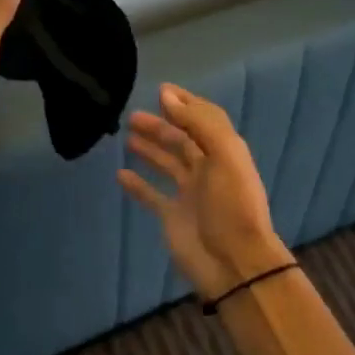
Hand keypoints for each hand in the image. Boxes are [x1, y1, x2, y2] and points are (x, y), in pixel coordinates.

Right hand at [118, 84, 293, 299]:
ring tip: (127, 136)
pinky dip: (137, 184)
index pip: (204, 120)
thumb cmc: (231, 205)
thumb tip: (166, 95)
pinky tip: (120, 174)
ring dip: (149, 149)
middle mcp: (207, 169)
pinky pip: (151, 195)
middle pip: (181, 140)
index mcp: (224, 152)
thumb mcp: (224, 155)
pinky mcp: (172, 216)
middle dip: (160, 126)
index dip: (185, 104)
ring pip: (166, 164)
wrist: (234, 264)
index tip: (161, 90)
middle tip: (133, 116)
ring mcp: (188, 194)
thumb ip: (198, 123)